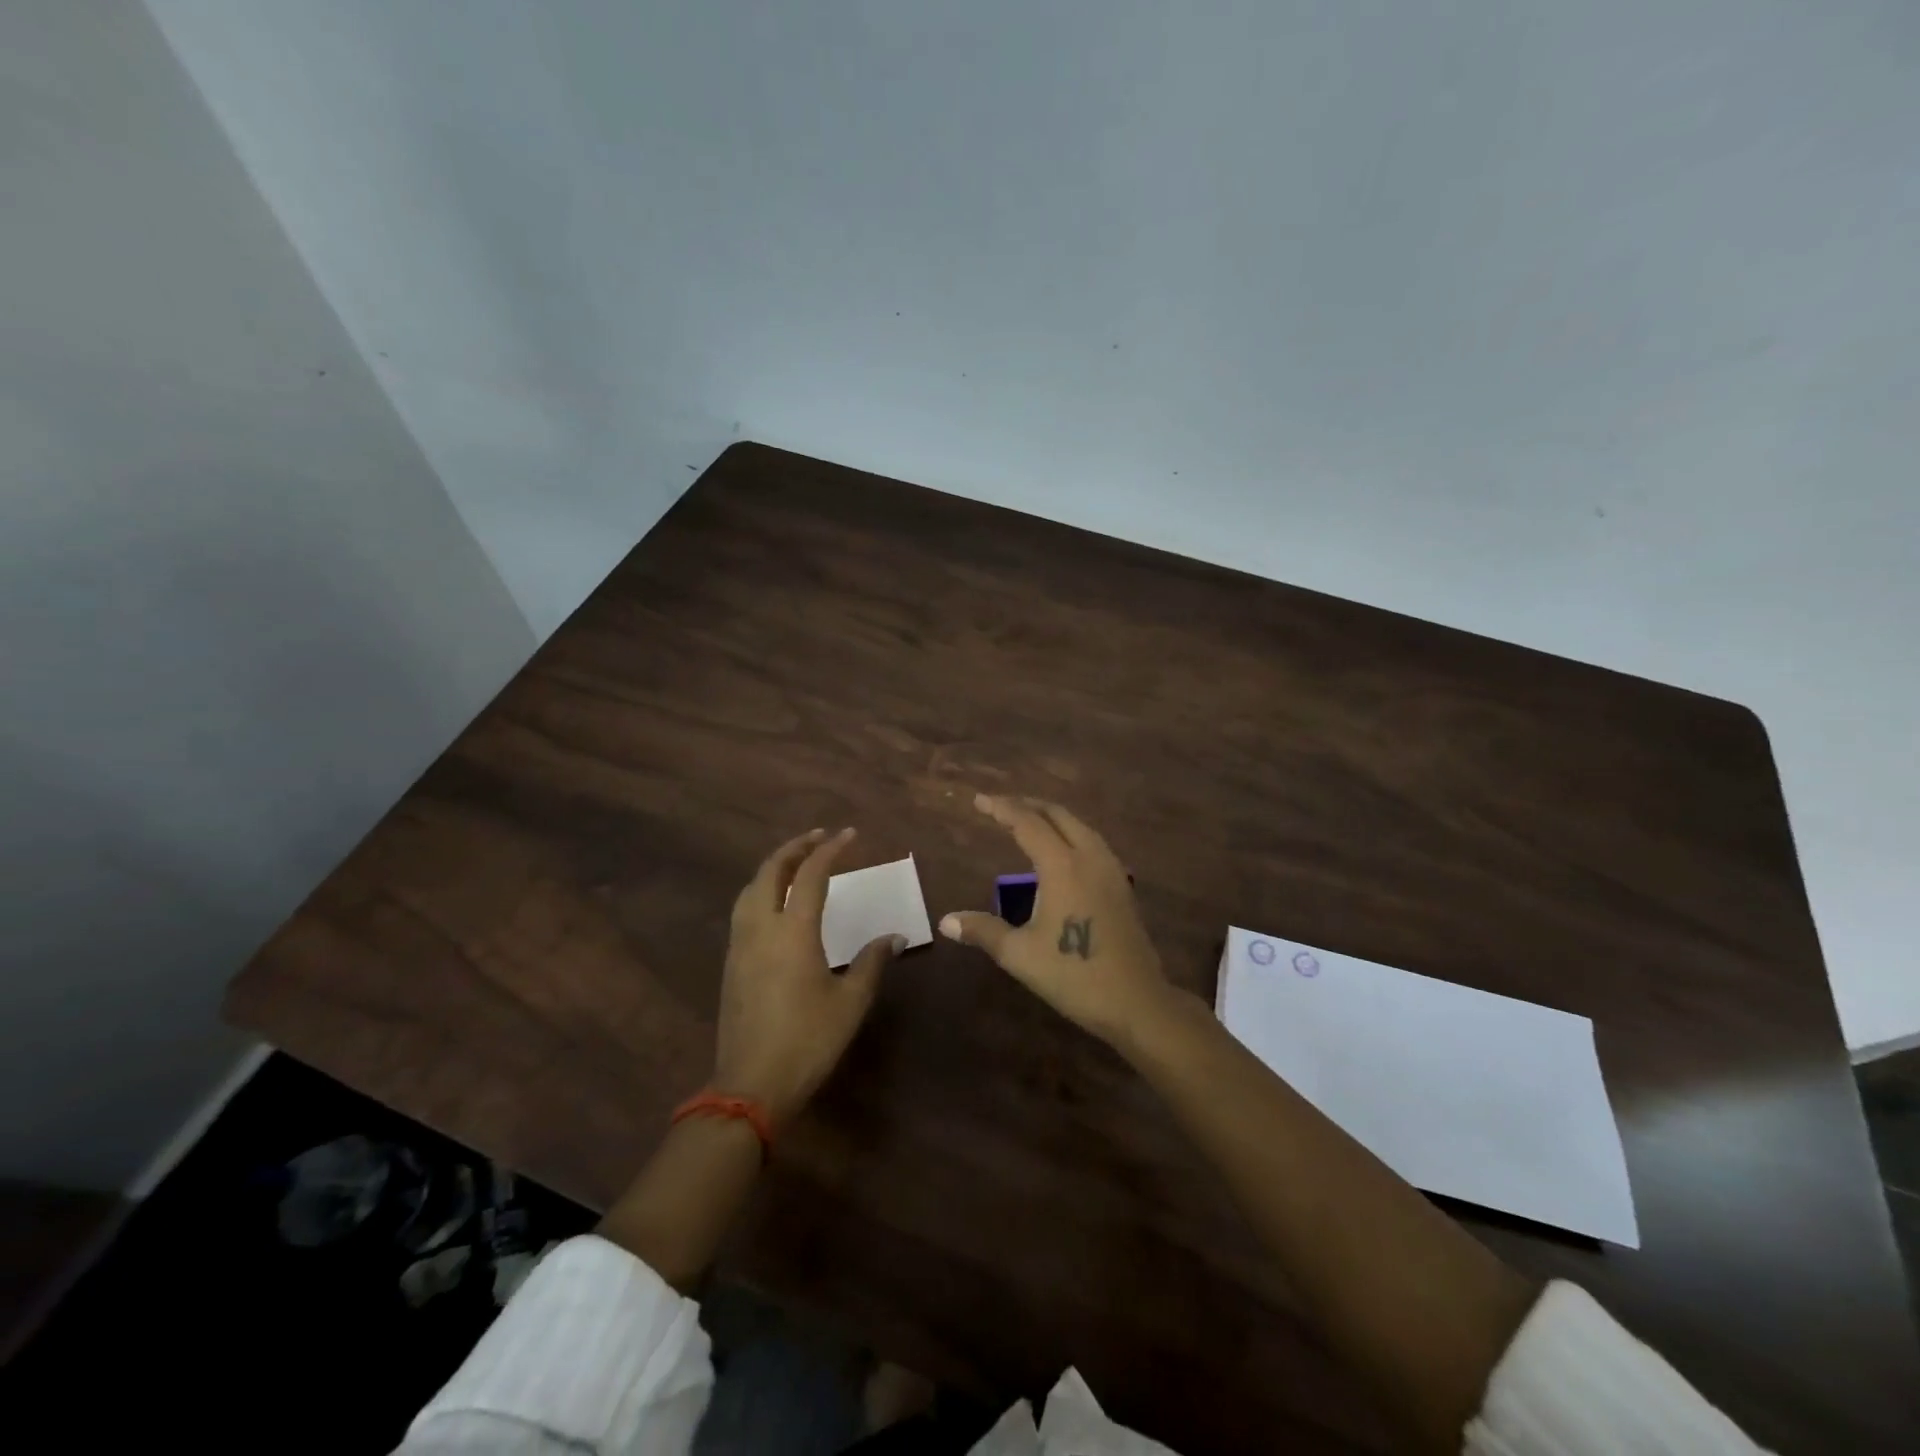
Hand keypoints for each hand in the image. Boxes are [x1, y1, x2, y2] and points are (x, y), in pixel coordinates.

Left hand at [715, 827, 901, 1124]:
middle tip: (818, 838)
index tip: (849, 835)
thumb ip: (872, 962)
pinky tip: (775, 903)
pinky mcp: (732, 963)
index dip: (829, 850)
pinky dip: (760, 890)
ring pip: (749, 889)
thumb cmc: (808, 1041)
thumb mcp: (850, 1002)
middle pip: (770, 871)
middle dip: (794, 848)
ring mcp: (740, 945)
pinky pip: (743, 910)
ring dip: (772, 867)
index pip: (810, 875)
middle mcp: (761, 928)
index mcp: (793, 932)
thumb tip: (894, 937)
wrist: (751, 1085)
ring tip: (795, 862)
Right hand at [939, 795, 1172, 1048]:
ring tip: (1029, 820)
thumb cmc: (1073, 975)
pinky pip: (1093, 843)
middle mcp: (1090, 857)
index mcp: (1063, 866)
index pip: (1028, 823)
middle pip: (1057, 815)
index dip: (1001, 808)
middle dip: (1027, 805)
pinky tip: (1063, 852)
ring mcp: (1112, 870)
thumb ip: (983, 930)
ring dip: (1052, 817)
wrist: (1136, 1002)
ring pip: (1080, 826)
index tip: (979, 800)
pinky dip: (1071, 833)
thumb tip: (945, 921)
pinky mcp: (1123, 886)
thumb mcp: (1019, 955)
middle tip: (1000, 806)